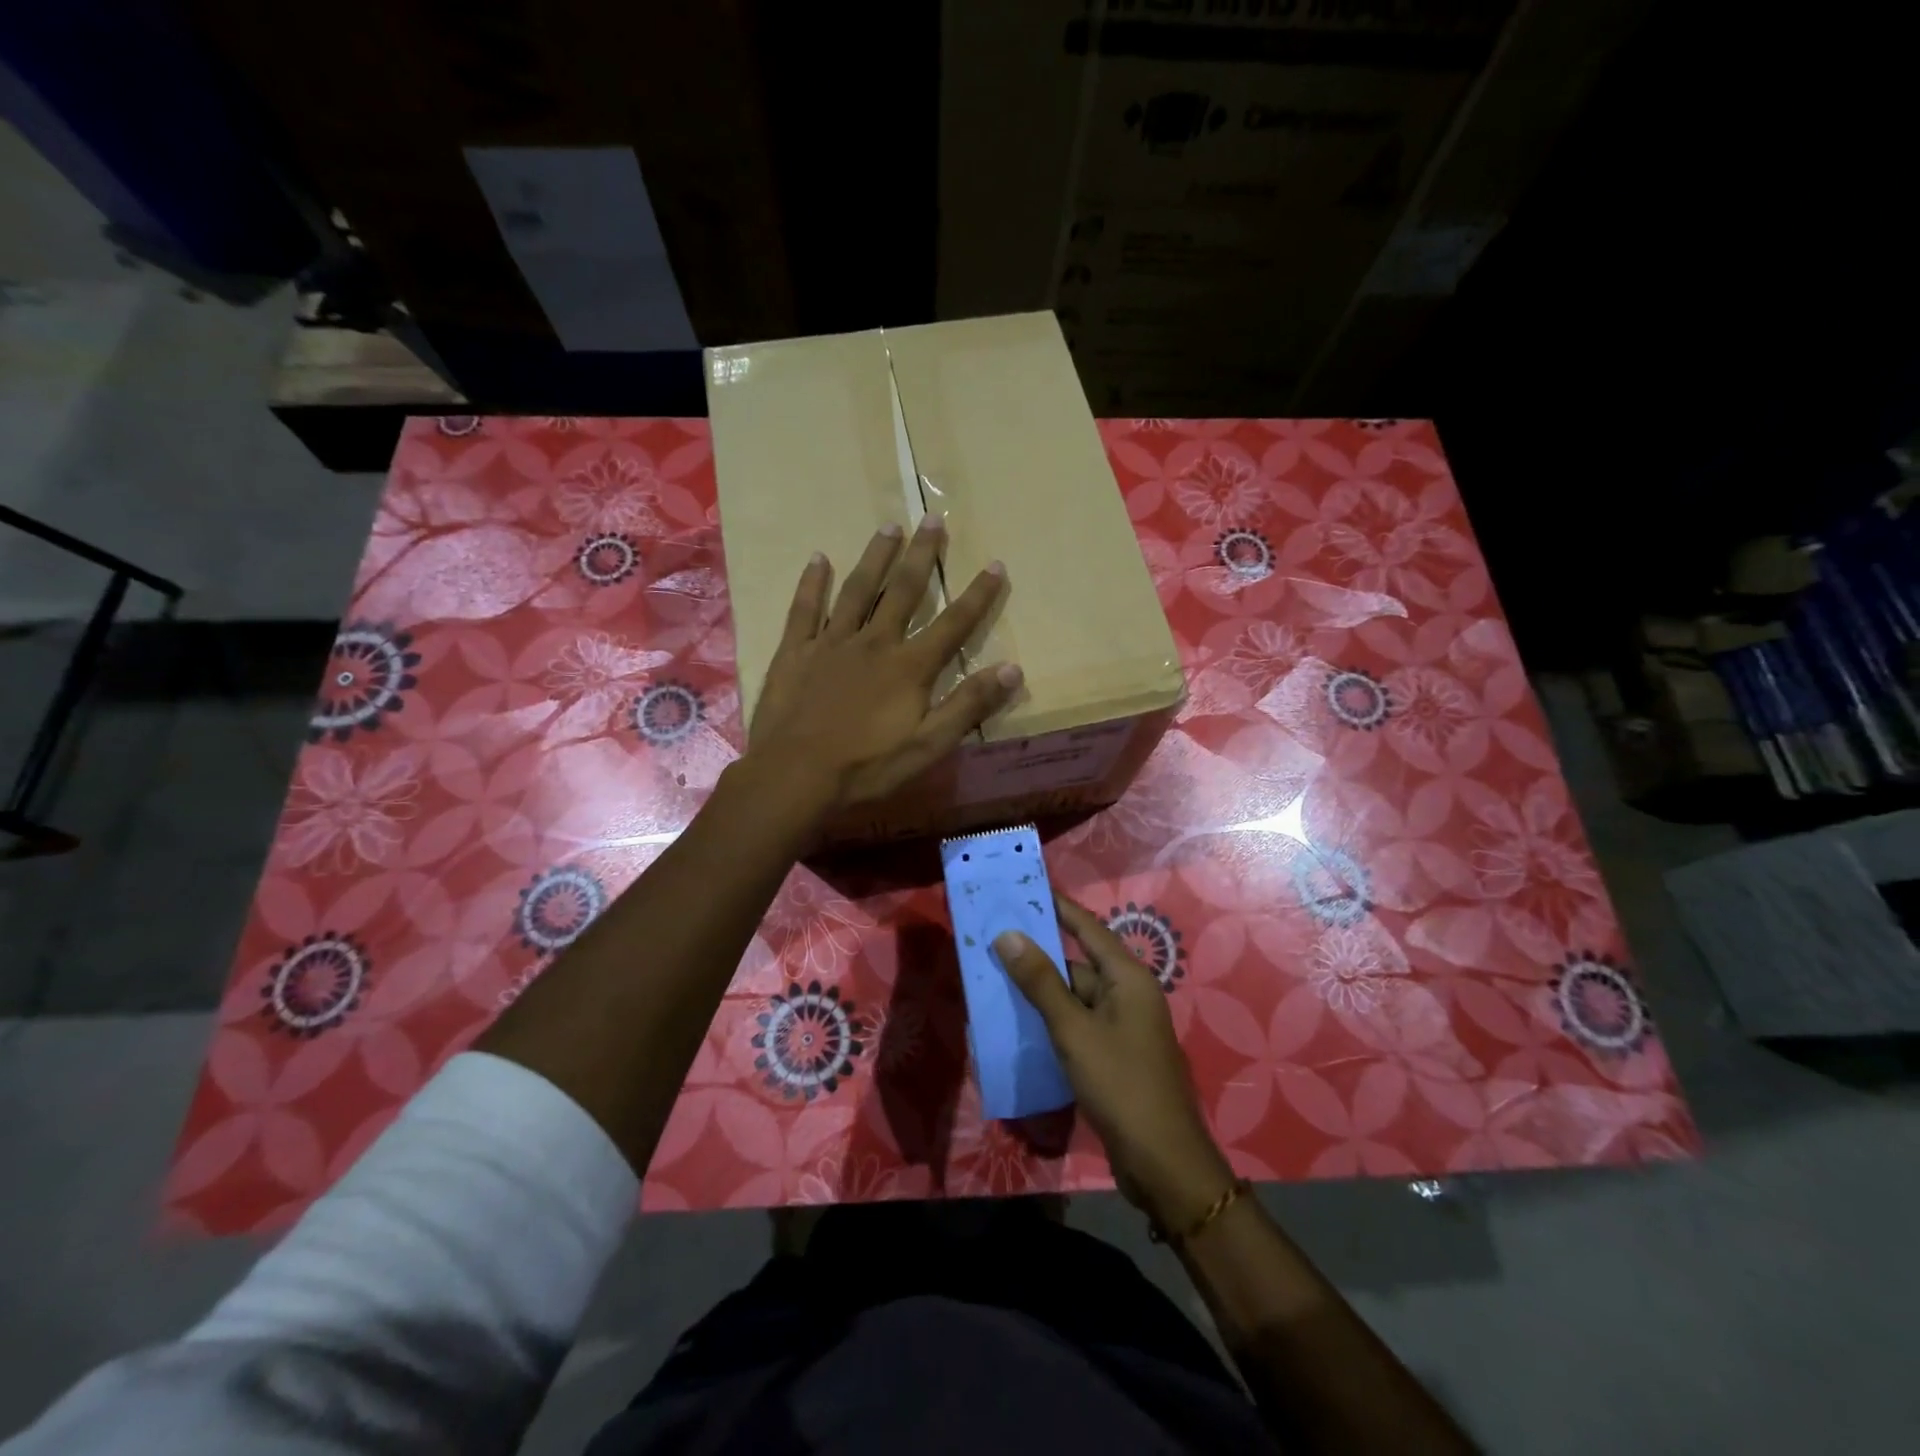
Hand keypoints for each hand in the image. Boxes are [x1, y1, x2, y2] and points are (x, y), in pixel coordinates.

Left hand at [747, 516, 1020, 810]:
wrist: (795, 776)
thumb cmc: (867, 767)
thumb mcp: (928, 746)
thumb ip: (969, 705)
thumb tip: (1013, 669)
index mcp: (909, 666)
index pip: (953, 623)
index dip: (978, 595)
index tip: (996, 564)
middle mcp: (874, 642)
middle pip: (904, 591)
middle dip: (922, 555)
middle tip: (933, 519)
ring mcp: (832, 642)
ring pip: (858, 590)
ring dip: (876, 557)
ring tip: (889, 526)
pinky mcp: (796, 651)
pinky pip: (805, 609)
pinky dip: (812, 583)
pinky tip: (819, 558)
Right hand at [996, 894, 1235, 1232]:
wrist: (1162, 1163)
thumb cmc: (1121, 1085)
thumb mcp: (1074, 1030)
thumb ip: (1041, 982)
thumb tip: (1008, 935)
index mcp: (1128, 977)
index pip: (1087, 927)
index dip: (1056, 907)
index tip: (1023, 889)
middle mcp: (1128, 994)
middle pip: (1078, 962)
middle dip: (1038, 954)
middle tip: (993, 940)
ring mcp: (1122, 1026)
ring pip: (1074, 995)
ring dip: (1040, 991)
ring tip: (994, 977)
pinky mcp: (1114, 1054)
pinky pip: (1077, 1023)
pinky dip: (1050, 1019)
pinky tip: (1018, 1022)